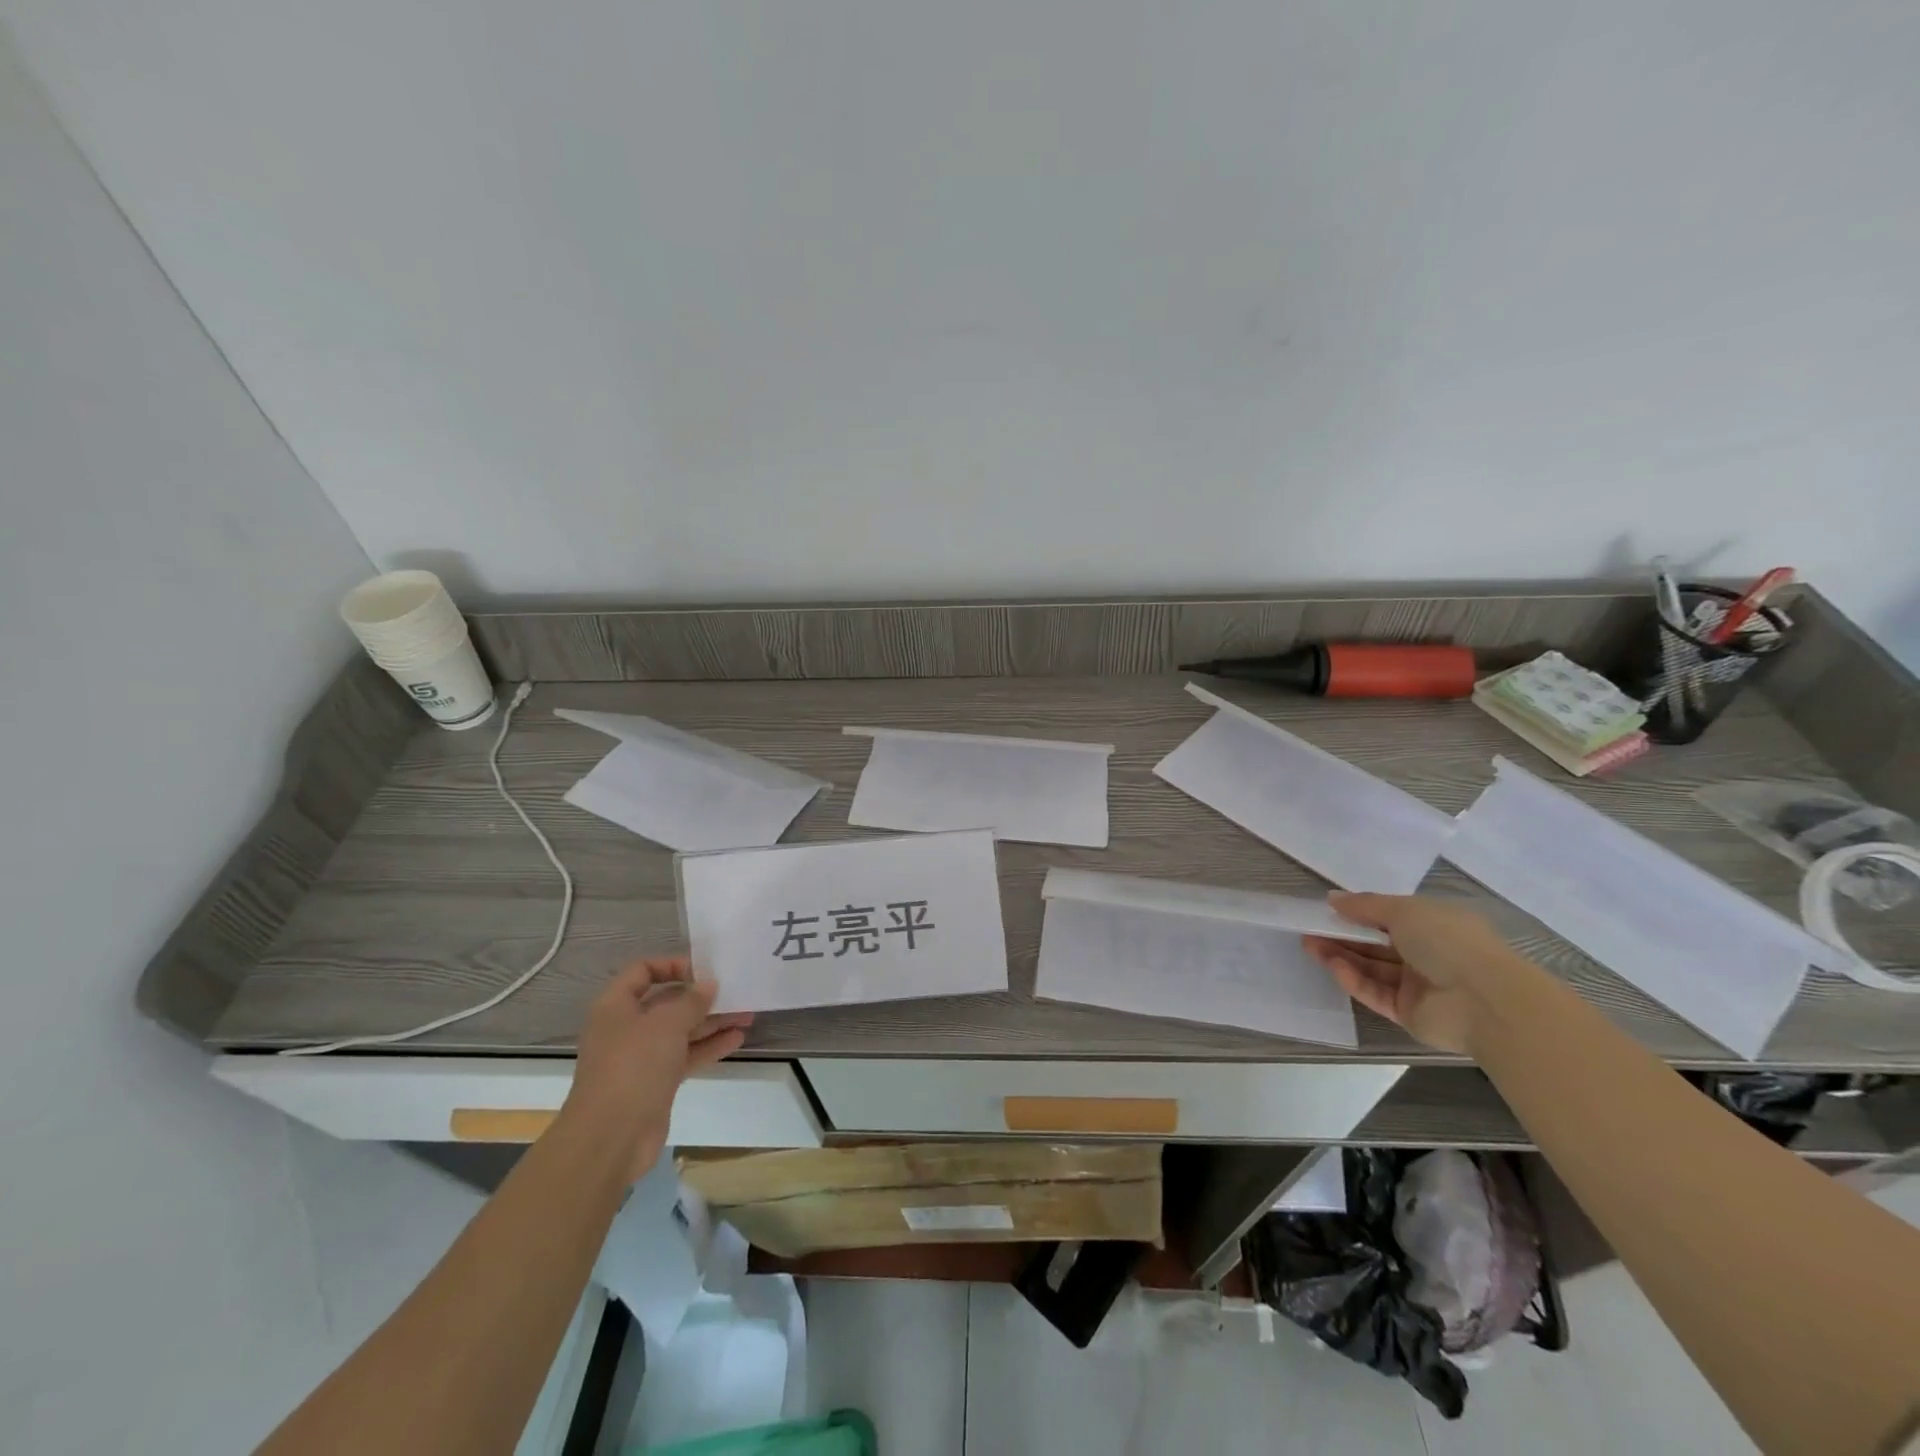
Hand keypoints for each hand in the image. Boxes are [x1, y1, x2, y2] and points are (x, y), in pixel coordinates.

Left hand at [559, 957, 752, 1182]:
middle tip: (737, 992)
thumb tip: (709, 984)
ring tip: (747, 1014)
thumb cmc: (633, 1067)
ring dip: (712, 1021)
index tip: (705, 970)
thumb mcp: (666, 1024)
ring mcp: (642, 1056)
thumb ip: (691, 1000)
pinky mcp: (656, 1081)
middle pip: (668, 1001)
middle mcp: (627, 1027)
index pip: (644, 970)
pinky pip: (686, 1055)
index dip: (674, 965)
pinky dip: (709, 1046)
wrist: (610, 1138)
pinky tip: (737, 1039)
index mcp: (616, 1006)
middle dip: (703, 996)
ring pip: (681, 1030)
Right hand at [1302, 893, 1523, 1055]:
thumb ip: (1365, 906)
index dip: (1358, 913)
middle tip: (1308, 928)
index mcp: (1433, 925)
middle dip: (1342, 935)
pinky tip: (1333, 967)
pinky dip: (1354, 980)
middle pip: (1375, 944)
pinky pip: (1375, 993)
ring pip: (1371, 968)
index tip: (1327, 910)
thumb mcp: (1404, 910)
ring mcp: (1417, 985)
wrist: (1486, 1002)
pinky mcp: (1408, 1012)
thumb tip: (1333, 899)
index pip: (1389, 917)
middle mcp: (1426, 954)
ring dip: (1341, 956)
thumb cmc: (1448, 941)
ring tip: (1309, 945)